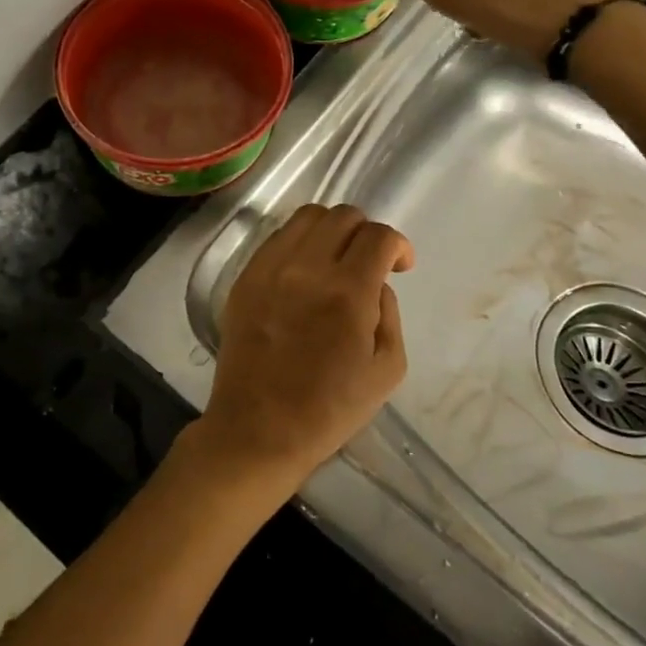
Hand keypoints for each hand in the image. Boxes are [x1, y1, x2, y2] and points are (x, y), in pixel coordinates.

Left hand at [192, 204, 414, 492]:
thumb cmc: (329, 409)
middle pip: (342, 216)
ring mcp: (269, 269)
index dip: (398, 245)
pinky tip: (303, 271)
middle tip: (369, 261)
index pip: (378, 236)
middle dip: (366, 232)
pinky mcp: (244, 278)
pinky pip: (276, 238)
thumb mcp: (387, 370)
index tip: (400, 265)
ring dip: (331, 229)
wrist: (258, 429)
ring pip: (306, 218)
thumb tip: (376, 284)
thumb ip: (390, 314)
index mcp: (347, 292)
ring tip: (335, 258)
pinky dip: (299, 243)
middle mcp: (306, 268)